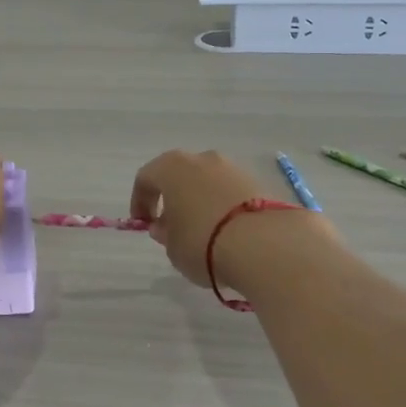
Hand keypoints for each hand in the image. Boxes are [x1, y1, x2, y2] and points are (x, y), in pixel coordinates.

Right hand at [131, 149, 334, 292]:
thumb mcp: (173, 247)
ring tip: (203, 231)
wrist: (265, 245)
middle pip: (179, 175)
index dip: (140, 201)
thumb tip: (166, 226)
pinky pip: (230, 193)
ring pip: (207, 182)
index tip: (143, 223)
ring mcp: (232, 168)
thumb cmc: (203, 242)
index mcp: (172, 167)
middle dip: (172, 198)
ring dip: (200, 201)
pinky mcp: (258, 182)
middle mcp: (202, 159)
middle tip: (171, 226)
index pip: (146, 178)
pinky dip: (223, 207)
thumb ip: (165, 234)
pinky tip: (227, 231)